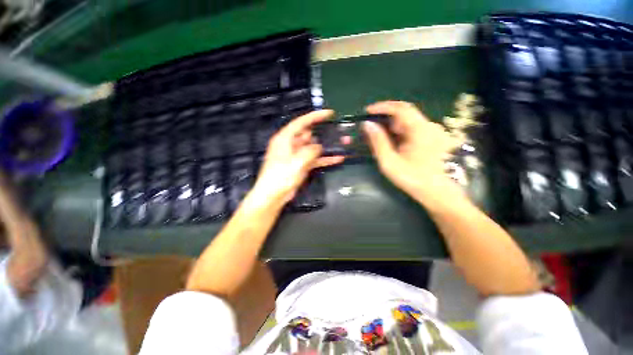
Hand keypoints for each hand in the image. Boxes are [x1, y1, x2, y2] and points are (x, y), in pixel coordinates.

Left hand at [248, 110, 343, 207]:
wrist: (273, 196)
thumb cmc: (281, 176)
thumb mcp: (297, 161)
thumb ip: (310, 151)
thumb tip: (319, 146)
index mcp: (285, 138)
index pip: (301, 122)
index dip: (315, 116)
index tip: (330, 113)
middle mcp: (291, 144)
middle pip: (310, 135)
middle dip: (325, 133)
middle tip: (340, 131)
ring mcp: (297, 156)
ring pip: (315, 148)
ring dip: (328, 147)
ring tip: (344, 144)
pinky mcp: (301, 165)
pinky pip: (315, 159)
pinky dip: (325, 159)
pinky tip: (338, 158)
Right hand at [363, 101, 465, 208]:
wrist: (436, 192)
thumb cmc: (412, 178)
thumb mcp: (389, 162)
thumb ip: (378, 142)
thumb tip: (367, 125)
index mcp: (420, 130)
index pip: (401, 109)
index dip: (383, 107)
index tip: (368, 111)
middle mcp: (429, 126)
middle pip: (405, 113)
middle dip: (386, 117)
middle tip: (371, 125)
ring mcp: (432, 131)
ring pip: (408, 120)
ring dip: (392, 124)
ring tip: (378, 135)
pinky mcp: (432, 137)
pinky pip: (413, 128)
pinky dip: (400, 130)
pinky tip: (392, 140)